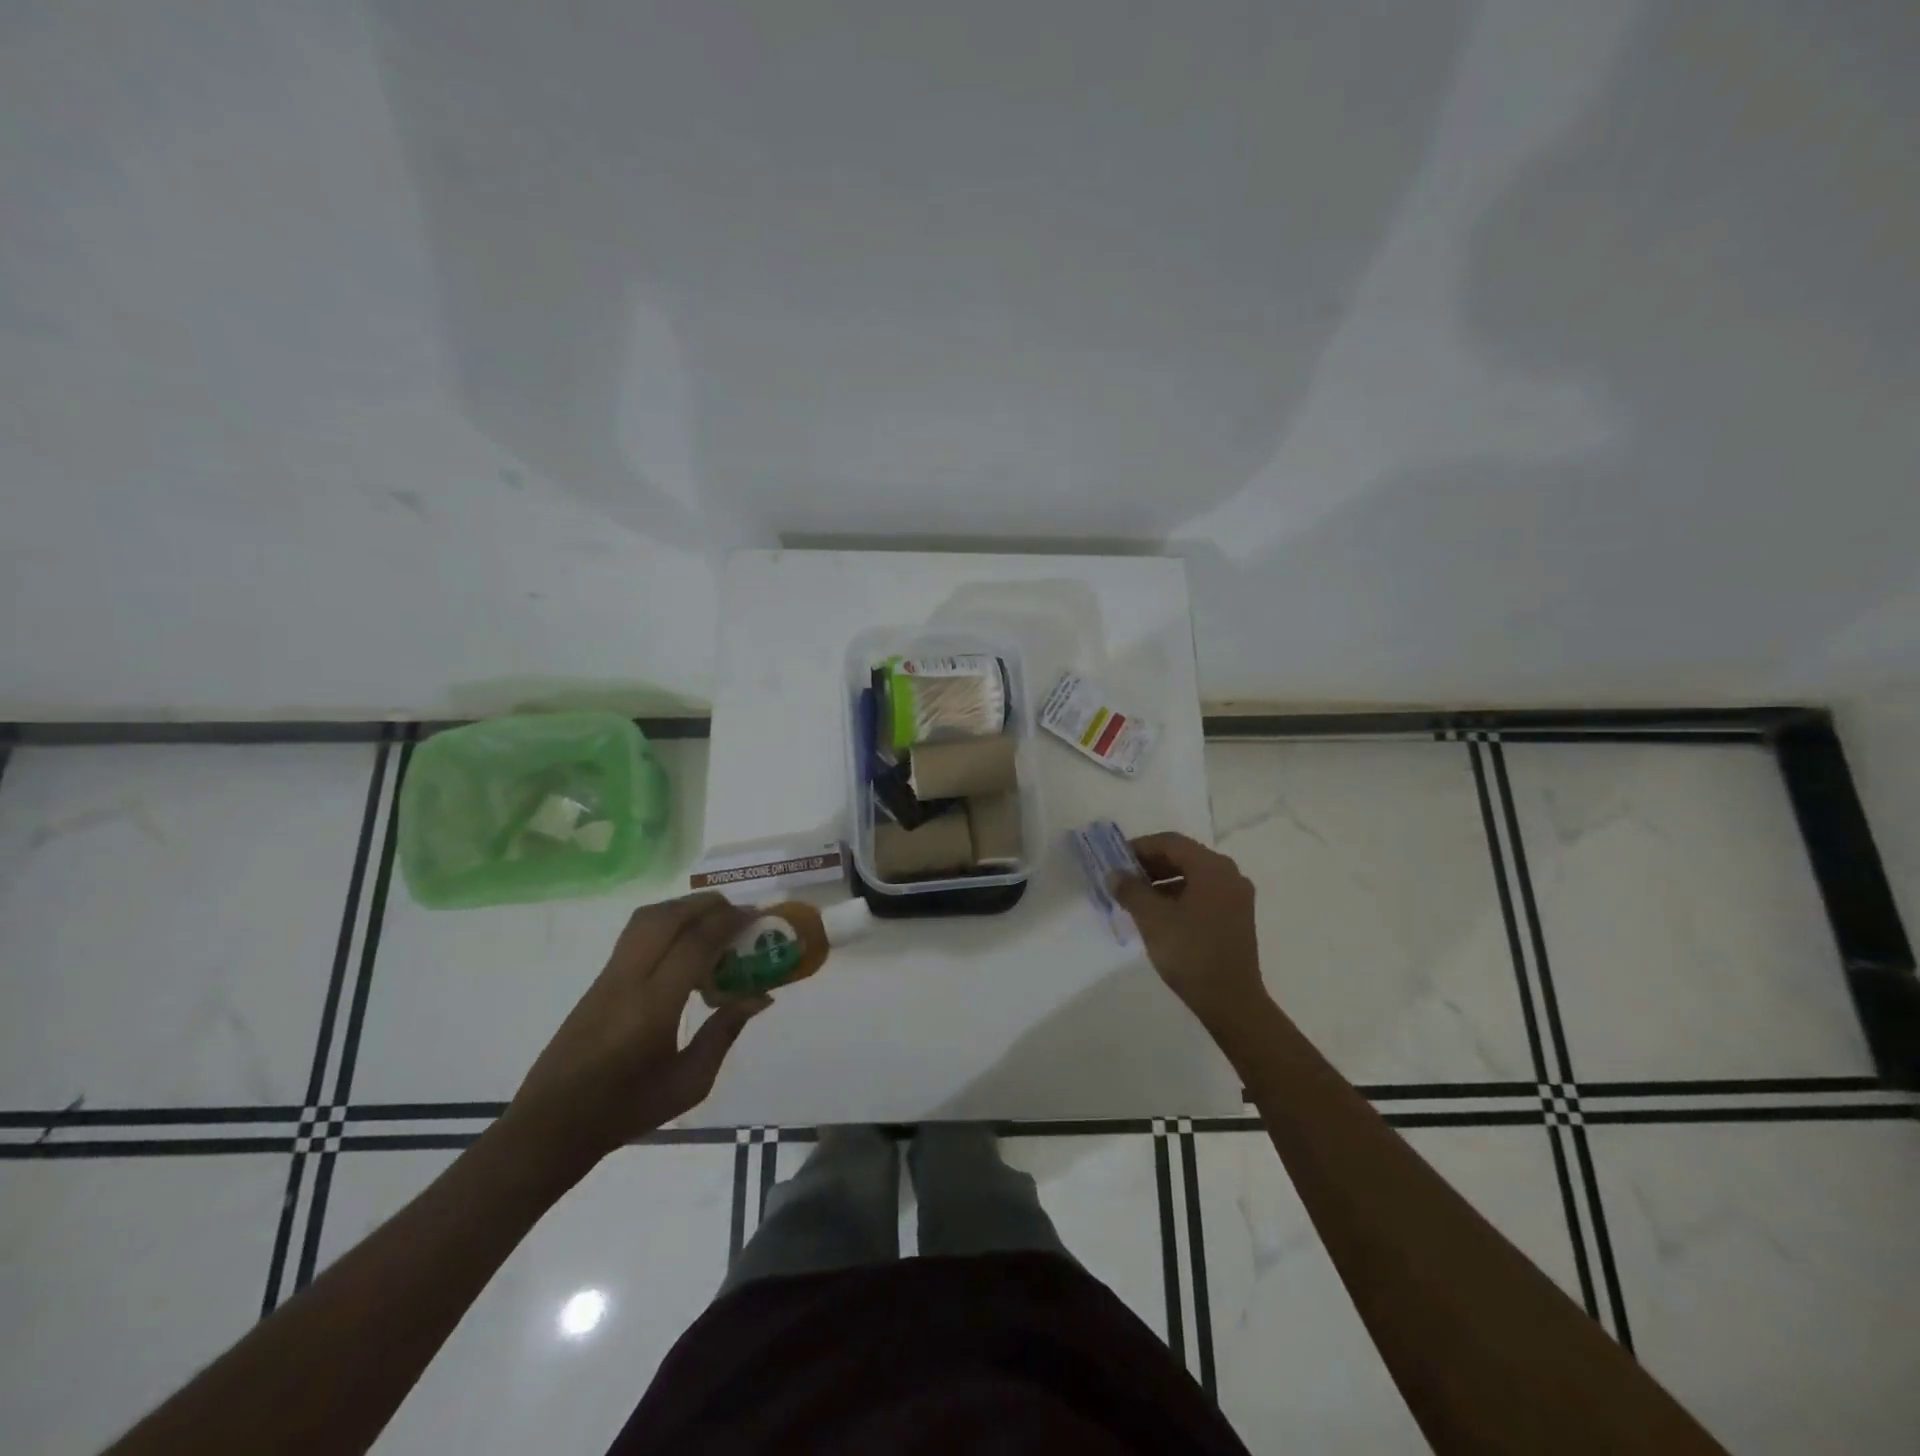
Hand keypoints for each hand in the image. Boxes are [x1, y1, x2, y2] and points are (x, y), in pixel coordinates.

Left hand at [508, 893, 769, 1165]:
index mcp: (653, 1007)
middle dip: (706, 905)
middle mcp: (628, 981)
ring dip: (683, 908)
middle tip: (737, 913)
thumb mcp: (689, 1082)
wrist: (552, 1126)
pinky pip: (635, 934)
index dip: (728, 923)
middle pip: (668, 918)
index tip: (755, 917)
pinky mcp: (598, 981)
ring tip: (712, 920)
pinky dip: (666, 923)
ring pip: (646, 919)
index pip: (695, 944)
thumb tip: (760, 995)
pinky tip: (684, 944)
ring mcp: (608, 977)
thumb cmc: (626, 1110)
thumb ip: (724, 1032)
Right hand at [1110, 832, 1268, 1030]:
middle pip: (1183, 857)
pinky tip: (1158, 914)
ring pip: (1193, 876)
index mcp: (1212, 867)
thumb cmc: (1190, 952)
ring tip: (1135, 898)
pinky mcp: (1236, 917)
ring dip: (1162, 881)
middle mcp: (1229, 874)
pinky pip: (1203, 893)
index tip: (1115, 860)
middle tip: (1122, 878)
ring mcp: (1236, 897)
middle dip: (1150, 864)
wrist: (1231, 1001)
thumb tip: (1114, 874)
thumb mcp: (1152, 918)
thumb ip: (1130, 890)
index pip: (1170, 843)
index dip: (1139, 847)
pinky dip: (1178, 895)